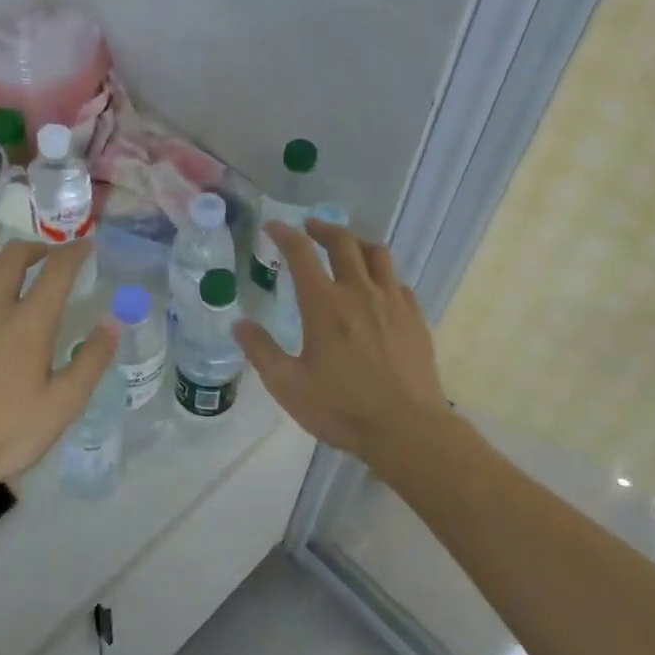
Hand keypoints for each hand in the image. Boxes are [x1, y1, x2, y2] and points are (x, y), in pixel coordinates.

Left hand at [0, 240, 118, 490]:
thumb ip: (91, 360)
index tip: (86, 246)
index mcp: (30, 322)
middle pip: (14, 255)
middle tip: (47, 258)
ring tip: (9, 273)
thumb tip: (112, 322)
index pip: (57, 269)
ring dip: (0, 261)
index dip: (75, 251)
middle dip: (36, 248)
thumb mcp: (63, 404)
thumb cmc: (6, 433)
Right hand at [233, 218, 450, 460]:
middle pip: (342, 242)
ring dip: (357, 243)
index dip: (285, 234)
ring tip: (346, 248)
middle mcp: (359, 292)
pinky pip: (398, 282)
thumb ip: (261, 351)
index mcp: (324, 304)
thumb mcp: (288, 386)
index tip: (274, 226)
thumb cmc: (342, 408)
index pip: (301, 253)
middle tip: (309, 228)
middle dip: (322, 228)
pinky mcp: (415, 317)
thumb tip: (239, 324)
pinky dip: (382, 275)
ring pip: (377, 254)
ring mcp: (392, 302)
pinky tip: (378, 288)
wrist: (406, 428)